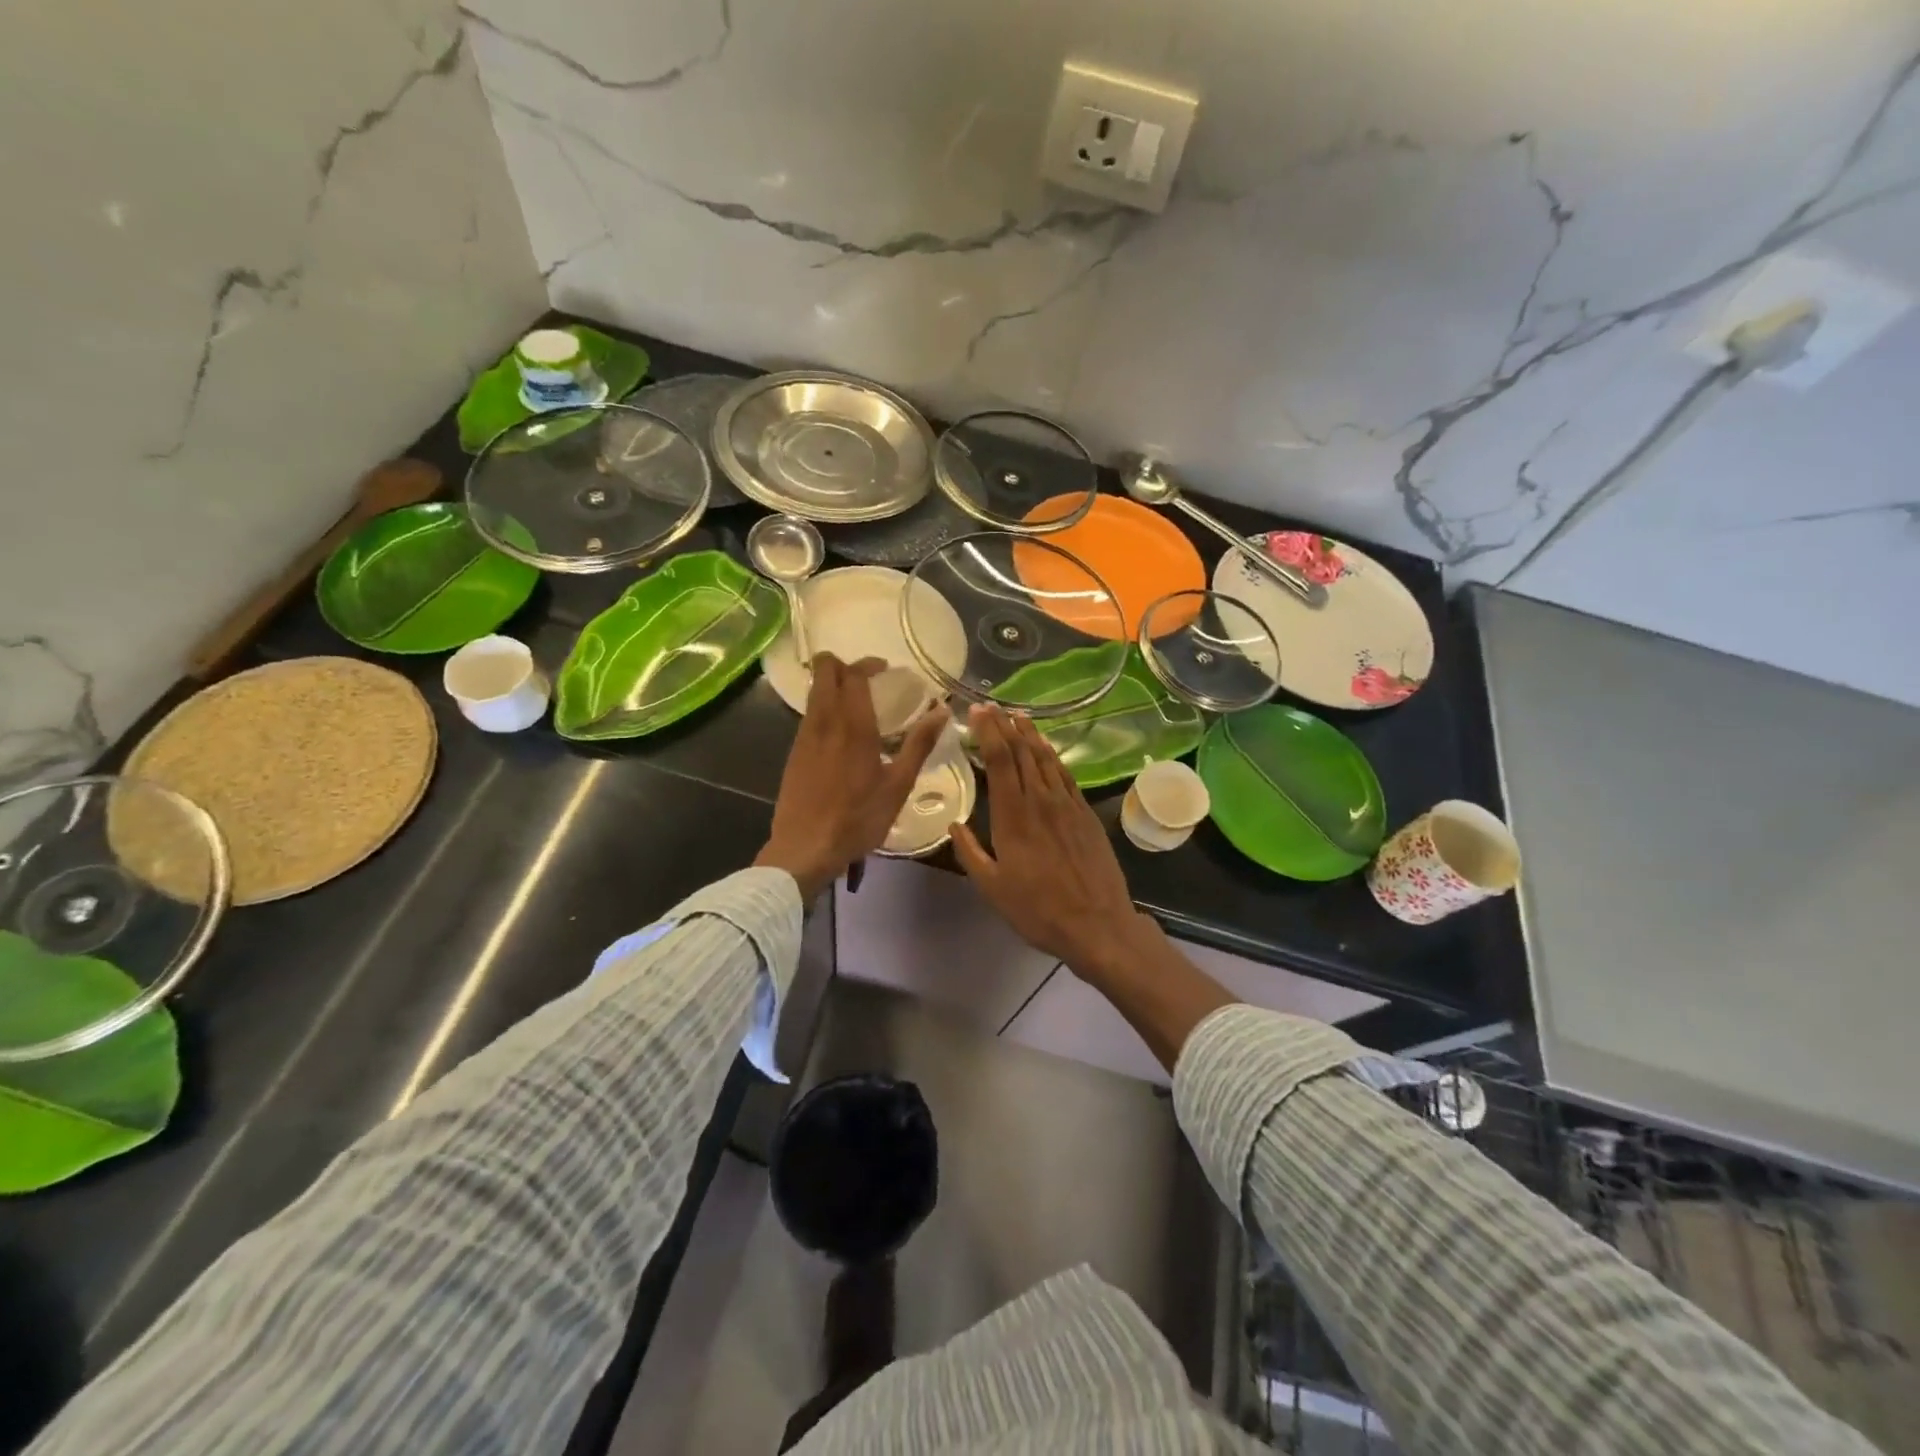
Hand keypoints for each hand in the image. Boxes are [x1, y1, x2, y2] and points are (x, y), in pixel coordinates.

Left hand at [756, 654, 949, 899]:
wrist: (805, 847)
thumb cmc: (858, 818)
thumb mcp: (898, 785)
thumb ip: (919, 744)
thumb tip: (942, 710)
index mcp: (853, 725)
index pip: (853, 674)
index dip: (868, 664)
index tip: (885, 670)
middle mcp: (824, 721)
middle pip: (824, 671)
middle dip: (842, 664)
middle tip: (867, 679)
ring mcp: (804, 736)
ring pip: (814, 692)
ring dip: (832, 686)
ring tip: (857, 706)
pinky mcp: (794, 752)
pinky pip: (809, 715)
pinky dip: (824, 709)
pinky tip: (840, 735)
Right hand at [950, 705, 1145, 980]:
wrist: (1097, 923)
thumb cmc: (1038, 910)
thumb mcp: (992, 888)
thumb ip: (970, 853)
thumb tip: (954, 824)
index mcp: (1013, 816)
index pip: (999, 760)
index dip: (988, 732)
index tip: (977, 712)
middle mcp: (1040, 800)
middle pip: (1021, 752)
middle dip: (1005, 725)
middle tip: (991, 706)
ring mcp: (1067, 804)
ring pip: (1045, 758)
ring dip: (1030, 734)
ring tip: (1018, 716)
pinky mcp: (1085, 812)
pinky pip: (1065, 775)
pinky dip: (1052, 756)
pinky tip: (1046, 749)